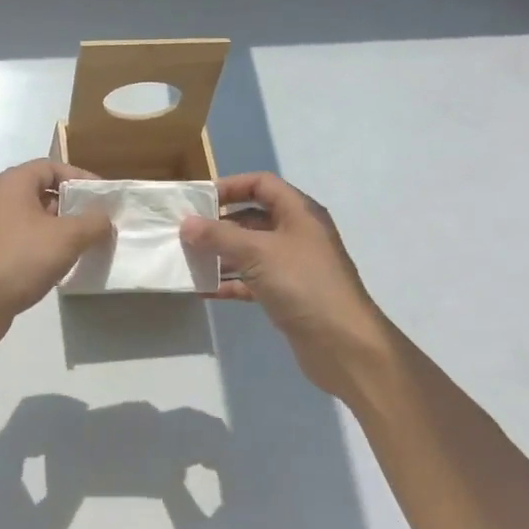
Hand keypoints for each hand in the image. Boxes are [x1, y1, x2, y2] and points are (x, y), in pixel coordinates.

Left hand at [0, 160, 112, 352]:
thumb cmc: (22, 257)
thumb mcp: (67, 236)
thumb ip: (93, 222)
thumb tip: (104, 219)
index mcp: (13, 183)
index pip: (52, 167)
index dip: (80, 177)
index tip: (103, 197)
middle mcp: (0, 200)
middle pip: (44, 193)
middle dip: (73, 207)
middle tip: (99, 223)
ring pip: (36, 221)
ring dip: (61, 231)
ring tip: (88, 246)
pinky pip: (27, 243)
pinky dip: (46, 250)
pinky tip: (64, 267)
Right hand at [179, 172, 390, 394]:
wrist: (343, 344)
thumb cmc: (303, 284)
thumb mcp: (257, 253)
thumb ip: (219, 236)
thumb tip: (186, 224)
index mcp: (298, 213)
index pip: (261, 184)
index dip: (231, 186)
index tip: (198, 200)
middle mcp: (296, 234)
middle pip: (252, 217)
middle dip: (218, 224)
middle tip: (185, 232)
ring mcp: (292, 266)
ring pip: (249, 251)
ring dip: (220, 254)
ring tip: (187, 260)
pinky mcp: (286, 294)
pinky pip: (251, 280)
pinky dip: (229, 282)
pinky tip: (203, 290)